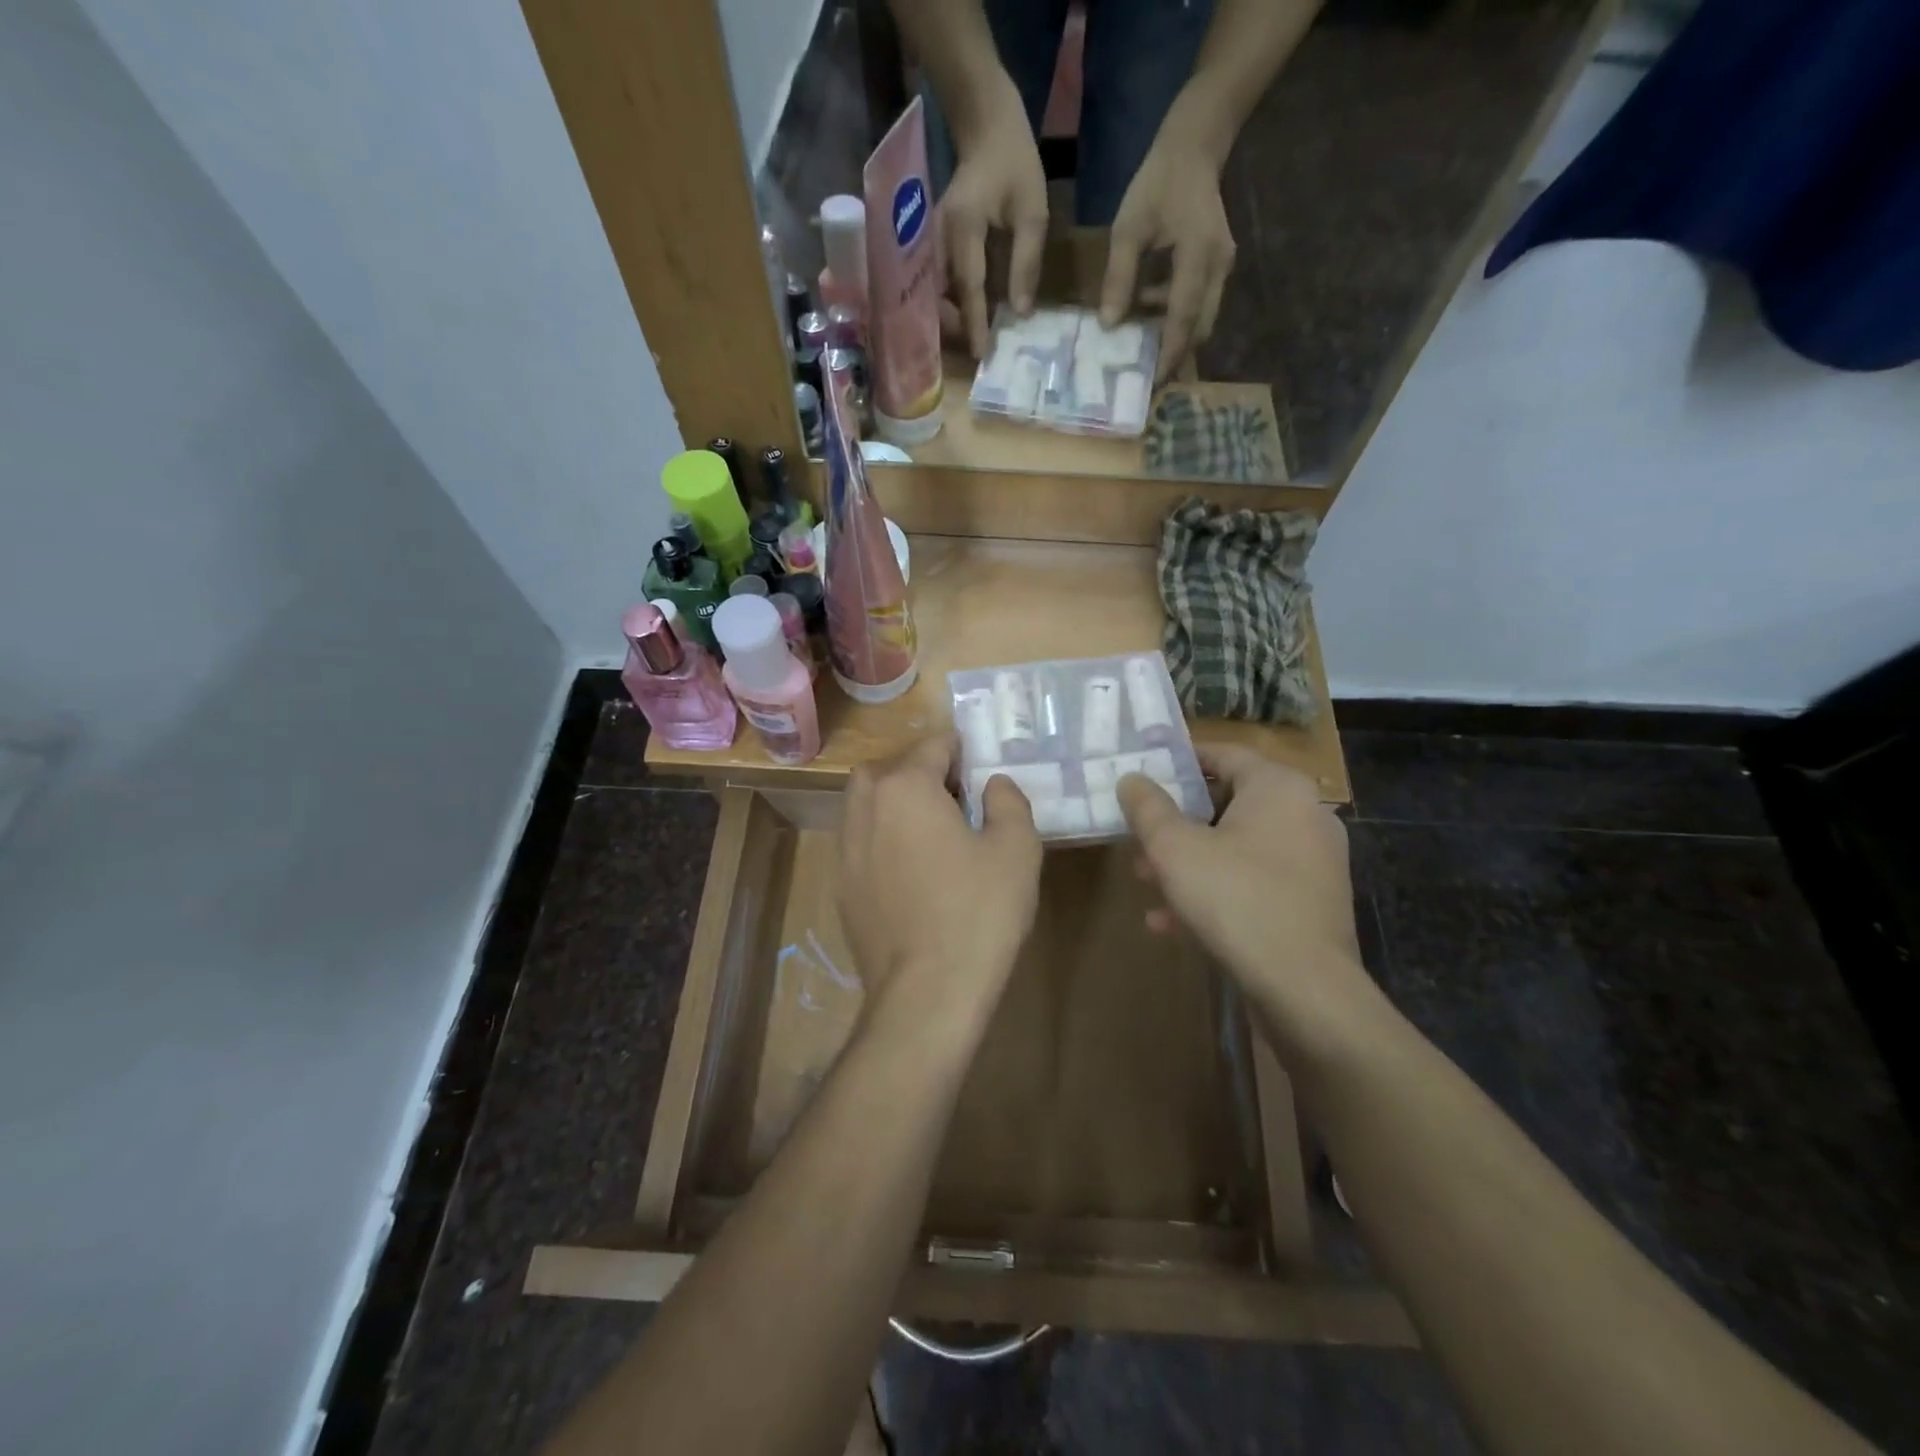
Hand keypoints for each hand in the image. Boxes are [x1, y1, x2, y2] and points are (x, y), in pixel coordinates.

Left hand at [838, 736, 1042, 1038]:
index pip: (932, 746)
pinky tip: (913, 870)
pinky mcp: (842, 887)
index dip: (960, 749)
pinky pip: (862, 842)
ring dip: (896, 803)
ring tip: (934, 831)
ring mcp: (846, 850)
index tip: (981, 765)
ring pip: (867, 804)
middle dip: (920, 771)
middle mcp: (866, 809)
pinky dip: (884, 838)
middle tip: (956, 796)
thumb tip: (993, 785)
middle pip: (888, 769)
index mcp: (905, 789)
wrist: (926, 994)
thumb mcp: (1016, 849)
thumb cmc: (978, 913)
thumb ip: (1008, 801)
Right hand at [941, 74, 1048, 357]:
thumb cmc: (1014, 162)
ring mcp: (931, 240)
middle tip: (976, 349)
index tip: (980, 353)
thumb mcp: (1032, 211)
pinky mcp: (932, 243)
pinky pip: (936, 282)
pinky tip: (964, 315)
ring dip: (949, 319)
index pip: (969, 286)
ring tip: (970, 338)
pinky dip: (947, 302)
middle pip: (940, 297)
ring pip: (934, 293)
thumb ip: (1026, 263)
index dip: (974, 323)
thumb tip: (1020, 312)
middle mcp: (939, 238)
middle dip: (955, 327)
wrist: (983, 125)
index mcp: (964, 228)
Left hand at [1099, 130, 1235, 379]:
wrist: (1194, 148)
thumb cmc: (1158, 183)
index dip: (1168, 352)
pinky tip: (1148, 317)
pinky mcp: (1218, 268)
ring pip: (1202, 320)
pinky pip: (1200, 306)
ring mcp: (1222, 268)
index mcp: (1198, 254)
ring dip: (1175, 338)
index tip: (1152, 381)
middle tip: (1146, 379)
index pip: (1182, 317)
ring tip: (1142, 351)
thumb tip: (1109, 326)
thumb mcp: (1129, 227)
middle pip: (1199, 328)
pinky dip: (1177, 320)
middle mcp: (1218, 267)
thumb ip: (1119, 277)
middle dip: (1175, 355)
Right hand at [1117, 746, 1388, 1058]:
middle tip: (1138, 834)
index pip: (1223, 754)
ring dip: (1189, 862)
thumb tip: (1131, 779)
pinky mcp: (1312, 903)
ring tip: (1146, 882)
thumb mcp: (1174, 848)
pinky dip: (1215, 892)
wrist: (1305, 990)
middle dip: (1176, 822)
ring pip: (1237, 848)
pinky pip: (1254, 883)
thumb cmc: (1235, 899)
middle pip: (1227, 804)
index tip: (1142, 773)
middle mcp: (1305, 815)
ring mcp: (1313, 862)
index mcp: (1279, 788)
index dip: (1179, 760)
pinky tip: (1171, 923)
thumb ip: (1147, 807)